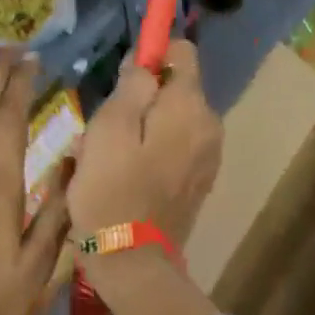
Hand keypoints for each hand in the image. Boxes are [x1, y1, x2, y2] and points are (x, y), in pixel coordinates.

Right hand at [68, 40, 222, 246]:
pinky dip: (152, 149)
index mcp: (190, 107)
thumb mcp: (109, 128)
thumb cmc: (112, 190)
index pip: (183, 52)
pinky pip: (175, 146)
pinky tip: (125, 173)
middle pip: (174, 89)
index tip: (123, 78)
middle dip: (140, 98)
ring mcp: (209, 155)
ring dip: (142, 126)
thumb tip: (147, 62)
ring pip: (171, 119)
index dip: (151, 55)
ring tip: (109, 155)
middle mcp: (210, 125)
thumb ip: (132, 86)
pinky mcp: (200, 180)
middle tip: (104, 128)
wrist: (133, 262)